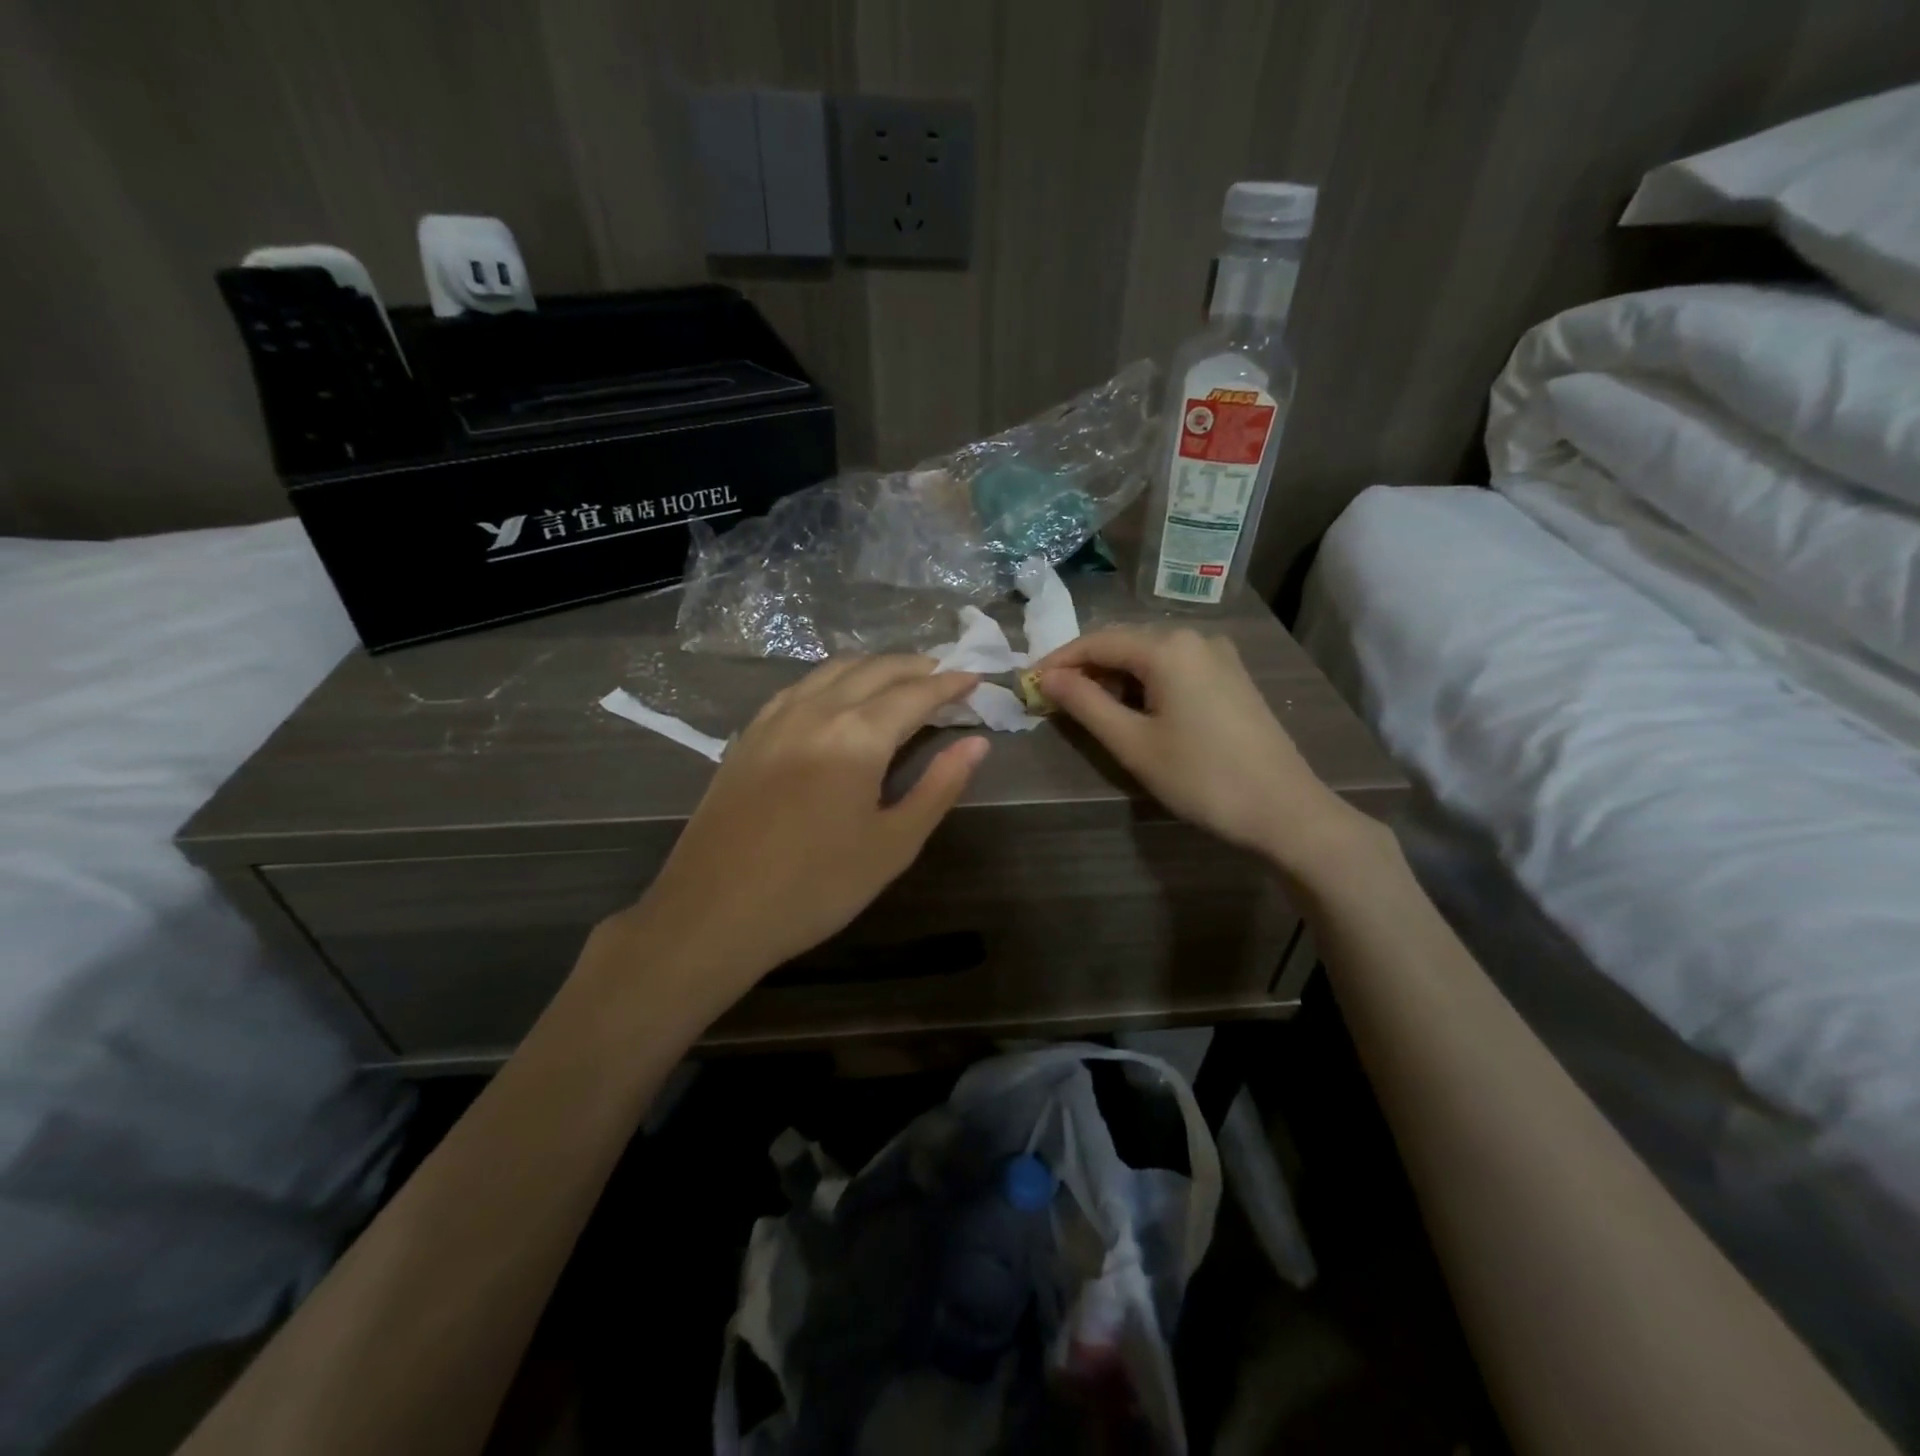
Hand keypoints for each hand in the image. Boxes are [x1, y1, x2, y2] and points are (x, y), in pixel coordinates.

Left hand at [617, 656, 988, 996]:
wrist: (714, 912)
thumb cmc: (815, 887)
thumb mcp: (892, 844)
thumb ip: (938, 787)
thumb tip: (976, 744)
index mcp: (857, 736)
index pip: (915, 693)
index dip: (950, 683)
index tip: (976, 678)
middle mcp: (816, 711)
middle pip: (874, 669)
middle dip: (915, 666)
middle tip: (945, 675)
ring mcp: (775, 718)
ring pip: (833, 670)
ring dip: (874, 667)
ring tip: (899, 680)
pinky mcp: (749, 735)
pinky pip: (800, 687)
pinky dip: (833, 680)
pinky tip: (839, 698)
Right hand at [1038, 627, 1363, 871]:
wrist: (1284, 809)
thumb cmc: (1201, 777)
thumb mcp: (1133, 743)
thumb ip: (1085, 704)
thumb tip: (1047, 678)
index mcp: (1168, 647)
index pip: (1098, 641)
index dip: (1059, 661)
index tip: (1029, 683)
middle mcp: (1195, 637)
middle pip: (1124, 643)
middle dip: (1086, 668)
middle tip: (1053, 699)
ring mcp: (1219, 655)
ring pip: (1149, 656)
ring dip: (1115, 677)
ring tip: (1088, 709)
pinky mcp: (1232, 677)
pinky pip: (1175, 668)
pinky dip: (1145, 683)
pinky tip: (1134, 710)